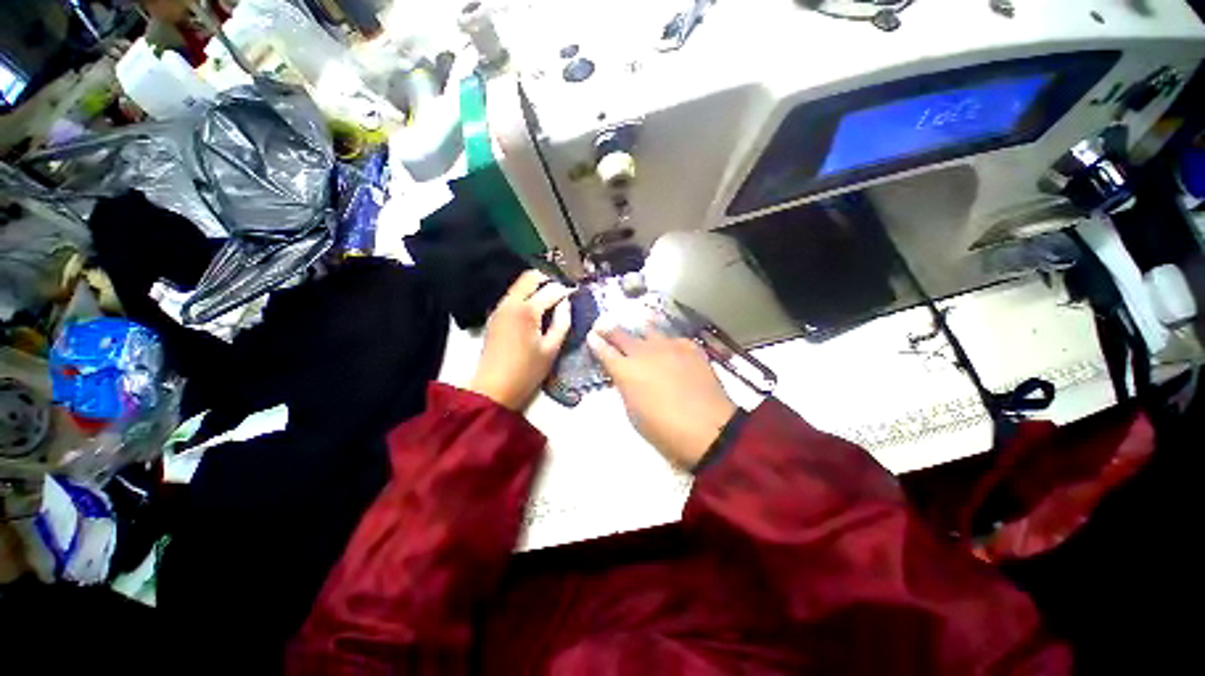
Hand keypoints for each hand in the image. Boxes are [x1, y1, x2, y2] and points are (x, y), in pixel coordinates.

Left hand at [469, 270, 571, 409]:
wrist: (493, 389)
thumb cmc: (526, 372)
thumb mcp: (551, 349)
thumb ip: (562, 322)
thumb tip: (566, 303)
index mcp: (527, 310)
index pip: (551, 289)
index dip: (566, 290)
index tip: (575, 295)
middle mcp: (510, 302)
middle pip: (530, 277)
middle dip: (548, 280)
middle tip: (561, 294)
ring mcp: (499, 308)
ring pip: (519, 285)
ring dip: (536, 288)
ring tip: (550, 302)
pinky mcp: (494, 316)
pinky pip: (512, 296)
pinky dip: (525, 297)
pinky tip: (535, 312)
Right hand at [588, 326, 737, 468]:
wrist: (708, 429)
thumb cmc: (664, 430)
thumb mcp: (634, 413)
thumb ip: (626, 388)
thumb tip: (625, 376)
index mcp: (626, 371)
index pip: (604, 351)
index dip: (596, 342)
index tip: (591, 336)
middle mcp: (644, 352)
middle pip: (622, 334)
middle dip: (611, 330)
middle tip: (604, 324)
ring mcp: (669, 346)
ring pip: (649, 330)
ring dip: (640, 331)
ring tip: (638, 330)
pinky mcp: (690, 347)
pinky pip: (674, 339)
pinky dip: (668, 342)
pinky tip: (670, 347)